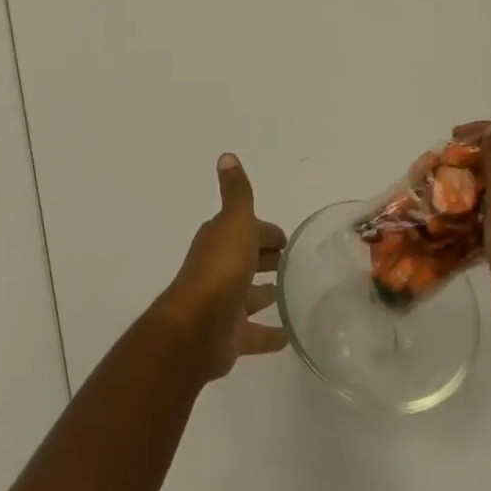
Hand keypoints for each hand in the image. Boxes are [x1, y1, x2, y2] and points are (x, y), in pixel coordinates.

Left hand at [150, 154, 289, 381]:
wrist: (196, 328)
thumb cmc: (220, 269)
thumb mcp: (234, 222)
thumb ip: (236, 192)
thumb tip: (226, 155)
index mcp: (222, 240)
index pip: (249, 229)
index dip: (267, 232)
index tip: (289, 239)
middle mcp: (221, 268)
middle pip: (249, 259)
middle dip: (267, 258)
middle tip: (294, 264)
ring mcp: (225, 303)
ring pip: (250, 295)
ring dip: (267, 293)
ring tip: (293, 294)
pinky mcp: (231, 336)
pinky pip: (255, 332)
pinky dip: (270, 334)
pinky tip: (288, 336)